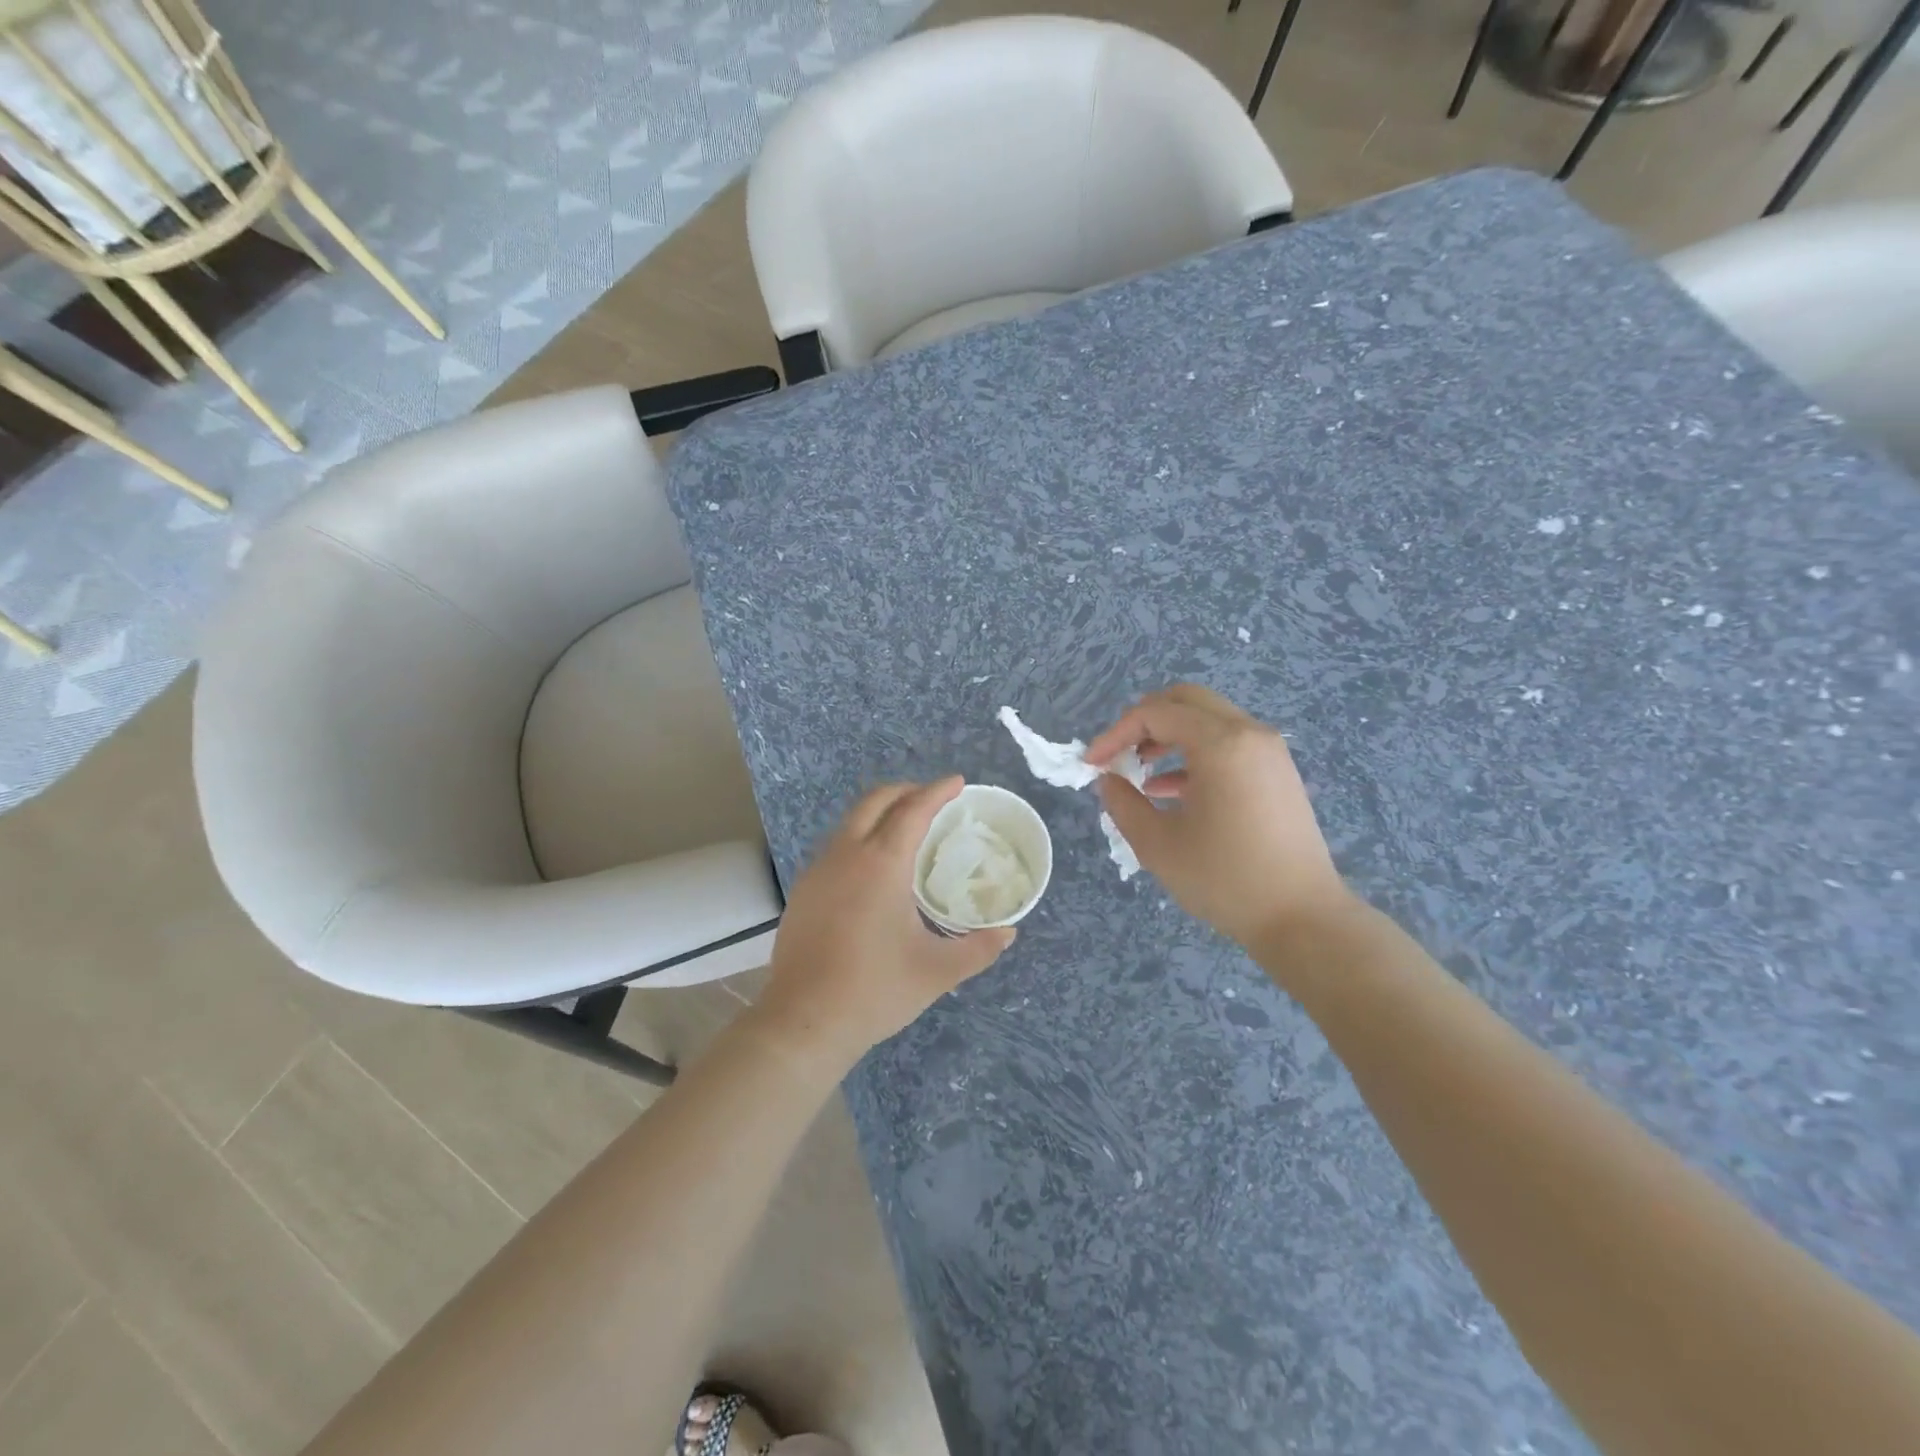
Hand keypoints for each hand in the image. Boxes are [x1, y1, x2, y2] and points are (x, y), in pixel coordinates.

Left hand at [751, 777, 1015, 1070]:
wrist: (803, 1022)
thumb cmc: (875, 989)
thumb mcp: (937, 971)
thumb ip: (979, 948)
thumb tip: (1009, 933)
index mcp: (882, 864)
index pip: (913, 810)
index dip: (937, 791)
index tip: (957, 781)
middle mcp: (846, 854)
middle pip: (875, 801)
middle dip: (906, 791)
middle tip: (933, 799)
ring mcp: (818, 870)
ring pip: (851, 822)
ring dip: (880, 813)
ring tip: (906, 829)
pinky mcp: (803, 890)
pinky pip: (836, 846)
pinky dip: (860, 838)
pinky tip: (872, 869)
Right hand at [1086, 684, 1354, 949]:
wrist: (1302, 917)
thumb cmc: (1225, 879)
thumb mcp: (1157, 844)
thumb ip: (1123, 803)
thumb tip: (1107, 780)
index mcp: (1220, 743)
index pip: (1155, 714)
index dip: (1115, 734)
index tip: (1092, 764)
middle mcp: (1248, 733)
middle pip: (1185, 701)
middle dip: (1143, 722)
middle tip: (1117, 753)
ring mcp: (1268, 751)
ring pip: (1207, 720)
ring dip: (1168, 736)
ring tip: (1139, 772)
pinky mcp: (1277, 772)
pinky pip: (1228, 744)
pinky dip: (1194, 754)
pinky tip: (1169, 790)